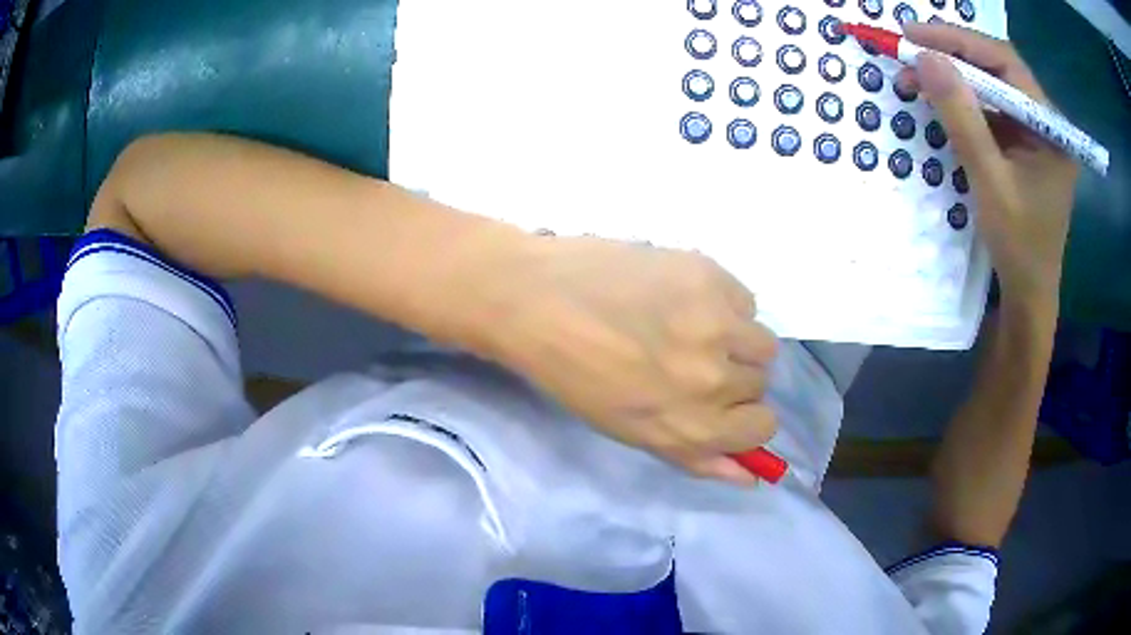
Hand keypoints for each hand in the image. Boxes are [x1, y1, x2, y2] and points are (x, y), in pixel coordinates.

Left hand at [491, 236, 777, 484]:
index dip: (744, 417)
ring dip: (735, 339)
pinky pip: (744, 300)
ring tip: (692, 328)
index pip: (762, 427)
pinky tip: (681, 297)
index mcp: (692, 426)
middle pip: (760, 382)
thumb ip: (698, 458)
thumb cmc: (574, 374)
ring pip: (761, 342)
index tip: (724, 405)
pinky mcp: (709, 277)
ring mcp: (716, 323)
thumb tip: (752, 477)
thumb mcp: (632, 432)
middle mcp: (714, 380)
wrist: (535, 300)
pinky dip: (723, 302)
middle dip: (732, 377)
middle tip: (690, 360)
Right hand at [898, 22, 1079, 308]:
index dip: (958, 40)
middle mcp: (1045, 121)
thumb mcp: (991, 182)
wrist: (1029, 293)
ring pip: (990, 85)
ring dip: (952, 77)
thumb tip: (925, 57)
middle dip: (952, 55)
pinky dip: (961, 100)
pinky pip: (989, 108)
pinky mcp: (1021, 144)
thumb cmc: (1019, 247)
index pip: (1004, 62)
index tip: (913, 34)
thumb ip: (962, 118)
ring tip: (914, 76)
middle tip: (908, 50)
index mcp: (1051, 128)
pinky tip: (939, 101)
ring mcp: (1033, 132)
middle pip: (997, 67)